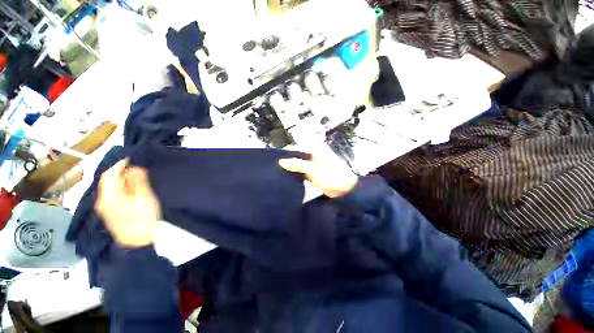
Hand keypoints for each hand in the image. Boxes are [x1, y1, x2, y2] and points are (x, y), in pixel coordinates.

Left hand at [95, 159, 160, 247]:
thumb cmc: (143, 221)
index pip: (109, 175)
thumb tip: (134, 168)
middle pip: (108, 180)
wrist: (138, 243)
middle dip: (121, 171)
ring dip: (121, 179)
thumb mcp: (144, 199)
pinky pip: (113, 193)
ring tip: (136, 175)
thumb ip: (138, 183)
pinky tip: (131, 188)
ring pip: (111, 187)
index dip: (119, 164)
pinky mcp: (110, 211)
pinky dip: (121, 187)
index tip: (132, 158)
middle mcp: (103, 200)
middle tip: (136, 167)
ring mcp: (105, 207)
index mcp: (109, 197)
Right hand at [279, 147, 357, 197]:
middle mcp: (315, 155)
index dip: (287, 154)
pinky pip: (304, 173)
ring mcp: (315, 165)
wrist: (344, 189)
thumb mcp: (312, 169)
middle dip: (290, 162)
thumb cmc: (330, 176)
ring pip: (301, 165)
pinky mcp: (315, 174)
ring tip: (280, 173)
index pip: (298, 148)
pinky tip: (290, 178)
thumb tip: (281, 161)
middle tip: (277, 168)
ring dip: (293, 169)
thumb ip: (297, 165)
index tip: (277, 160)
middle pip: (299, 157)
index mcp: (316, 150)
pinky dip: (298, 175)